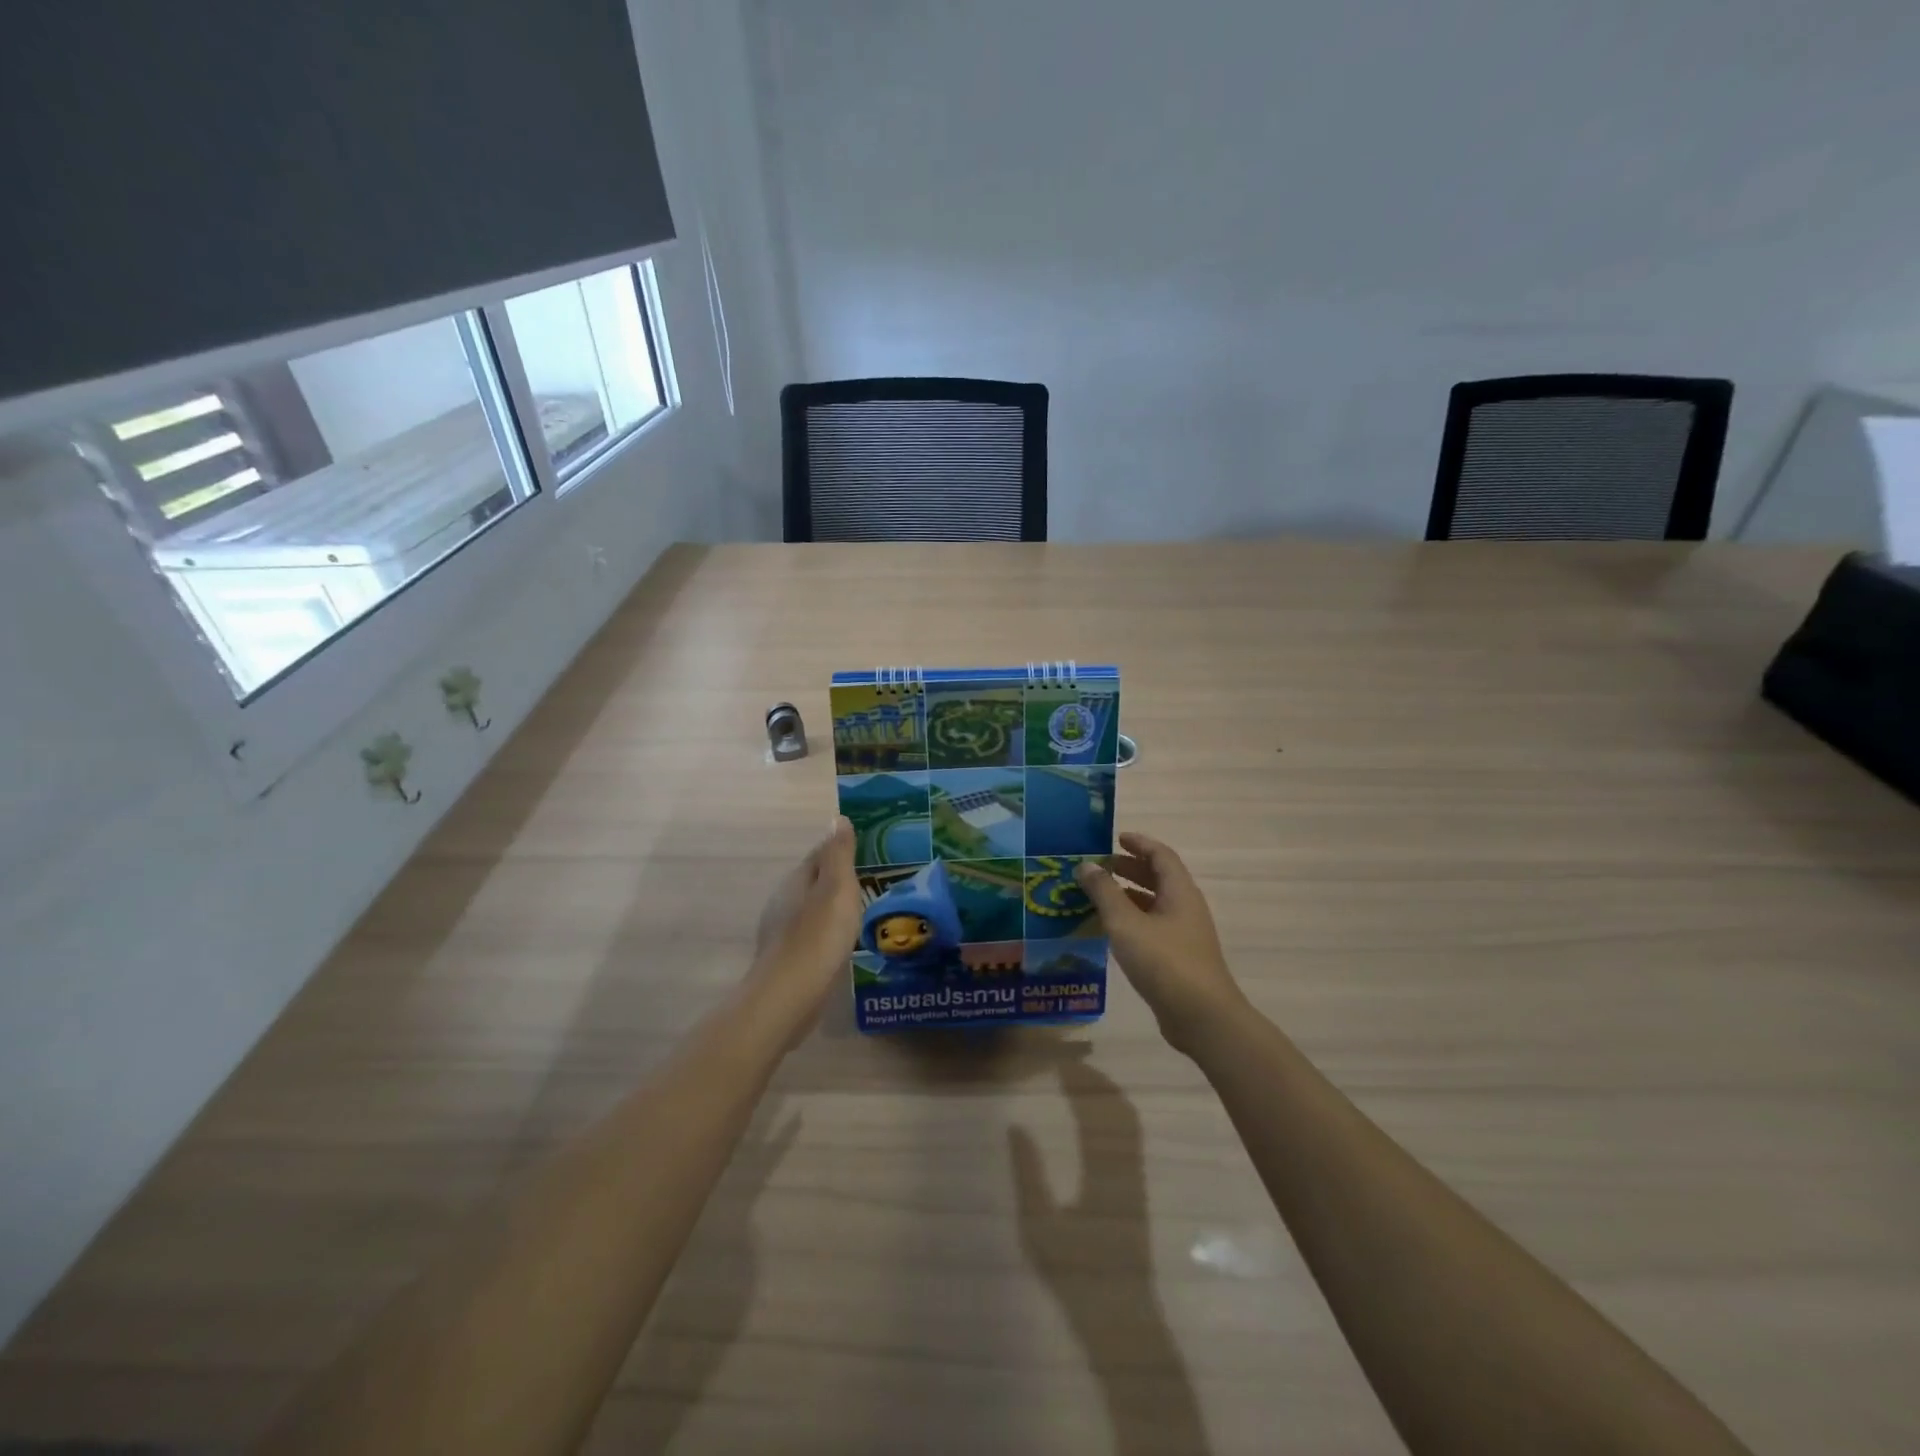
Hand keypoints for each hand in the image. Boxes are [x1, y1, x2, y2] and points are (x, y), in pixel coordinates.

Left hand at [746, 818, 862, 1048]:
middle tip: (874, 880)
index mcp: (796, 880)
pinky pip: (813, 934)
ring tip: (864, 910)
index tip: (870, 848)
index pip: (820, 854)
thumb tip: (837, 818)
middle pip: (815, 881)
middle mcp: (785, 901)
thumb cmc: (818, 935)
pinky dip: (829, 932)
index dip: (842, 848)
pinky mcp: (789, 959)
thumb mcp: (837, 887)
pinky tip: (844, 942)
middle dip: (839, 879)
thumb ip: (838, 854)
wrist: (790, 995)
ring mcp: (783, 931)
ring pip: (813, 909)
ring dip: (834, 906)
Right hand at [1076, 832, 1246, 1055]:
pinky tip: (1111, 930)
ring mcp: (1184, 934)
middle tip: (1099, 867)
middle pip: (1159, 877)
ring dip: (1129, 894)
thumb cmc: (1164, 962)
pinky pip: (1153, 926)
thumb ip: (1104, 892)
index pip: (1161, 855)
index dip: (1139, 843)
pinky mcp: (1179, 957)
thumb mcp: (1126, 923)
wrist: (1202, 1017)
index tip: (1114, 838)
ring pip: (1155, 903)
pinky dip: (1132, 919)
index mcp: (1179, 891)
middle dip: (1130, 868)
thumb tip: (1086, 865)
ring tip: (1098, 895)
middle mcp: (1185, 907)